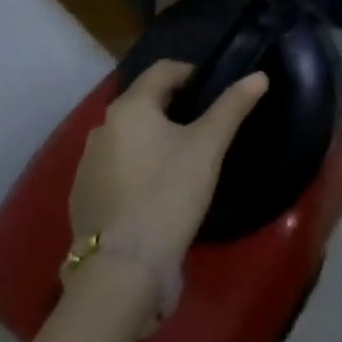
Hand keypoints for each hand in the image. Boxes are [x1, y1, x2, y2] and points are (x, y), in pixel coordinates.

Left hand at [70, 62, 268, 269]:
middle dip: (172, 107)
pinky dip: (134, 168)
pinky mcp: (82, 198)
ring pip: (127, 136)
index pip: (162, 70)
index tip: (212, 91)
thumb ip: (233, 106)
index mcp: (129, 107)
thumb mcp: (208, 146)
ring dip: (151, 138)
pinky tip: (153, 191)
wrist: (122, 270)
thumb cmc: (168, 193)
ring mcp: (86, 165)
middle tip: (202, 126)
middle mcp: (101, 128)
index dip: (190, 73)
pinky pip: (114, 168)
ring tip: (180, 159)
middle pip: (143, 102)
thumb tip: (259, 76)